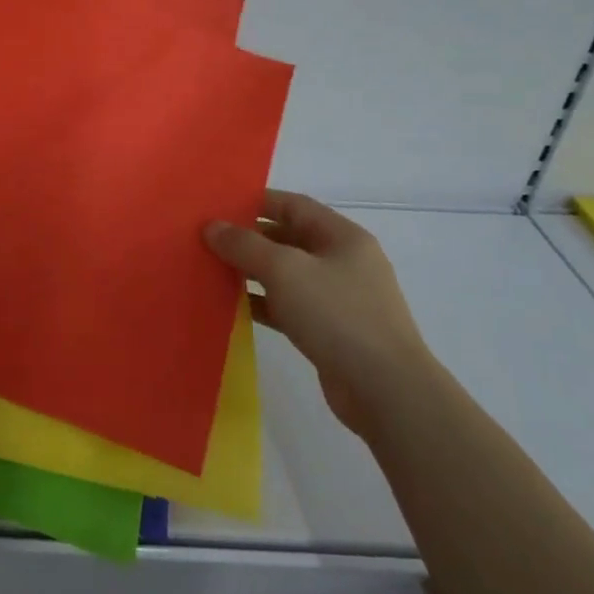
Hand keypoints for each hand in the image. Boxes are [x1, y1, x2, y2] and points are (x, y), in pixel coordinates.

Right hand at [205, 191, 432, 437]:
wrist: (386, 391)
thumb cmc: (338, 315)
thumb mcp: (285, 270)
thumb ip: (245, 245)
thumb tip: (212, 226)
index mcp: (343, 237)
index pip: (294, 205)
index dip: (256, 202)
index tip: (218, 206)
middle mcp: (343, 262)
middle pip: (289, 239)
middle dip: (249, 238)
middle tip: (208, 239)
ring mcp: (339, 299)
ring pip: (286, 275)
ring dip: (252, 272)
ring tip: (211, 269)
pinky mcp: (330, 332)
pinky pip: (289, 307)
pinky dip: (262, 303)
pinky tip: (232, 306)